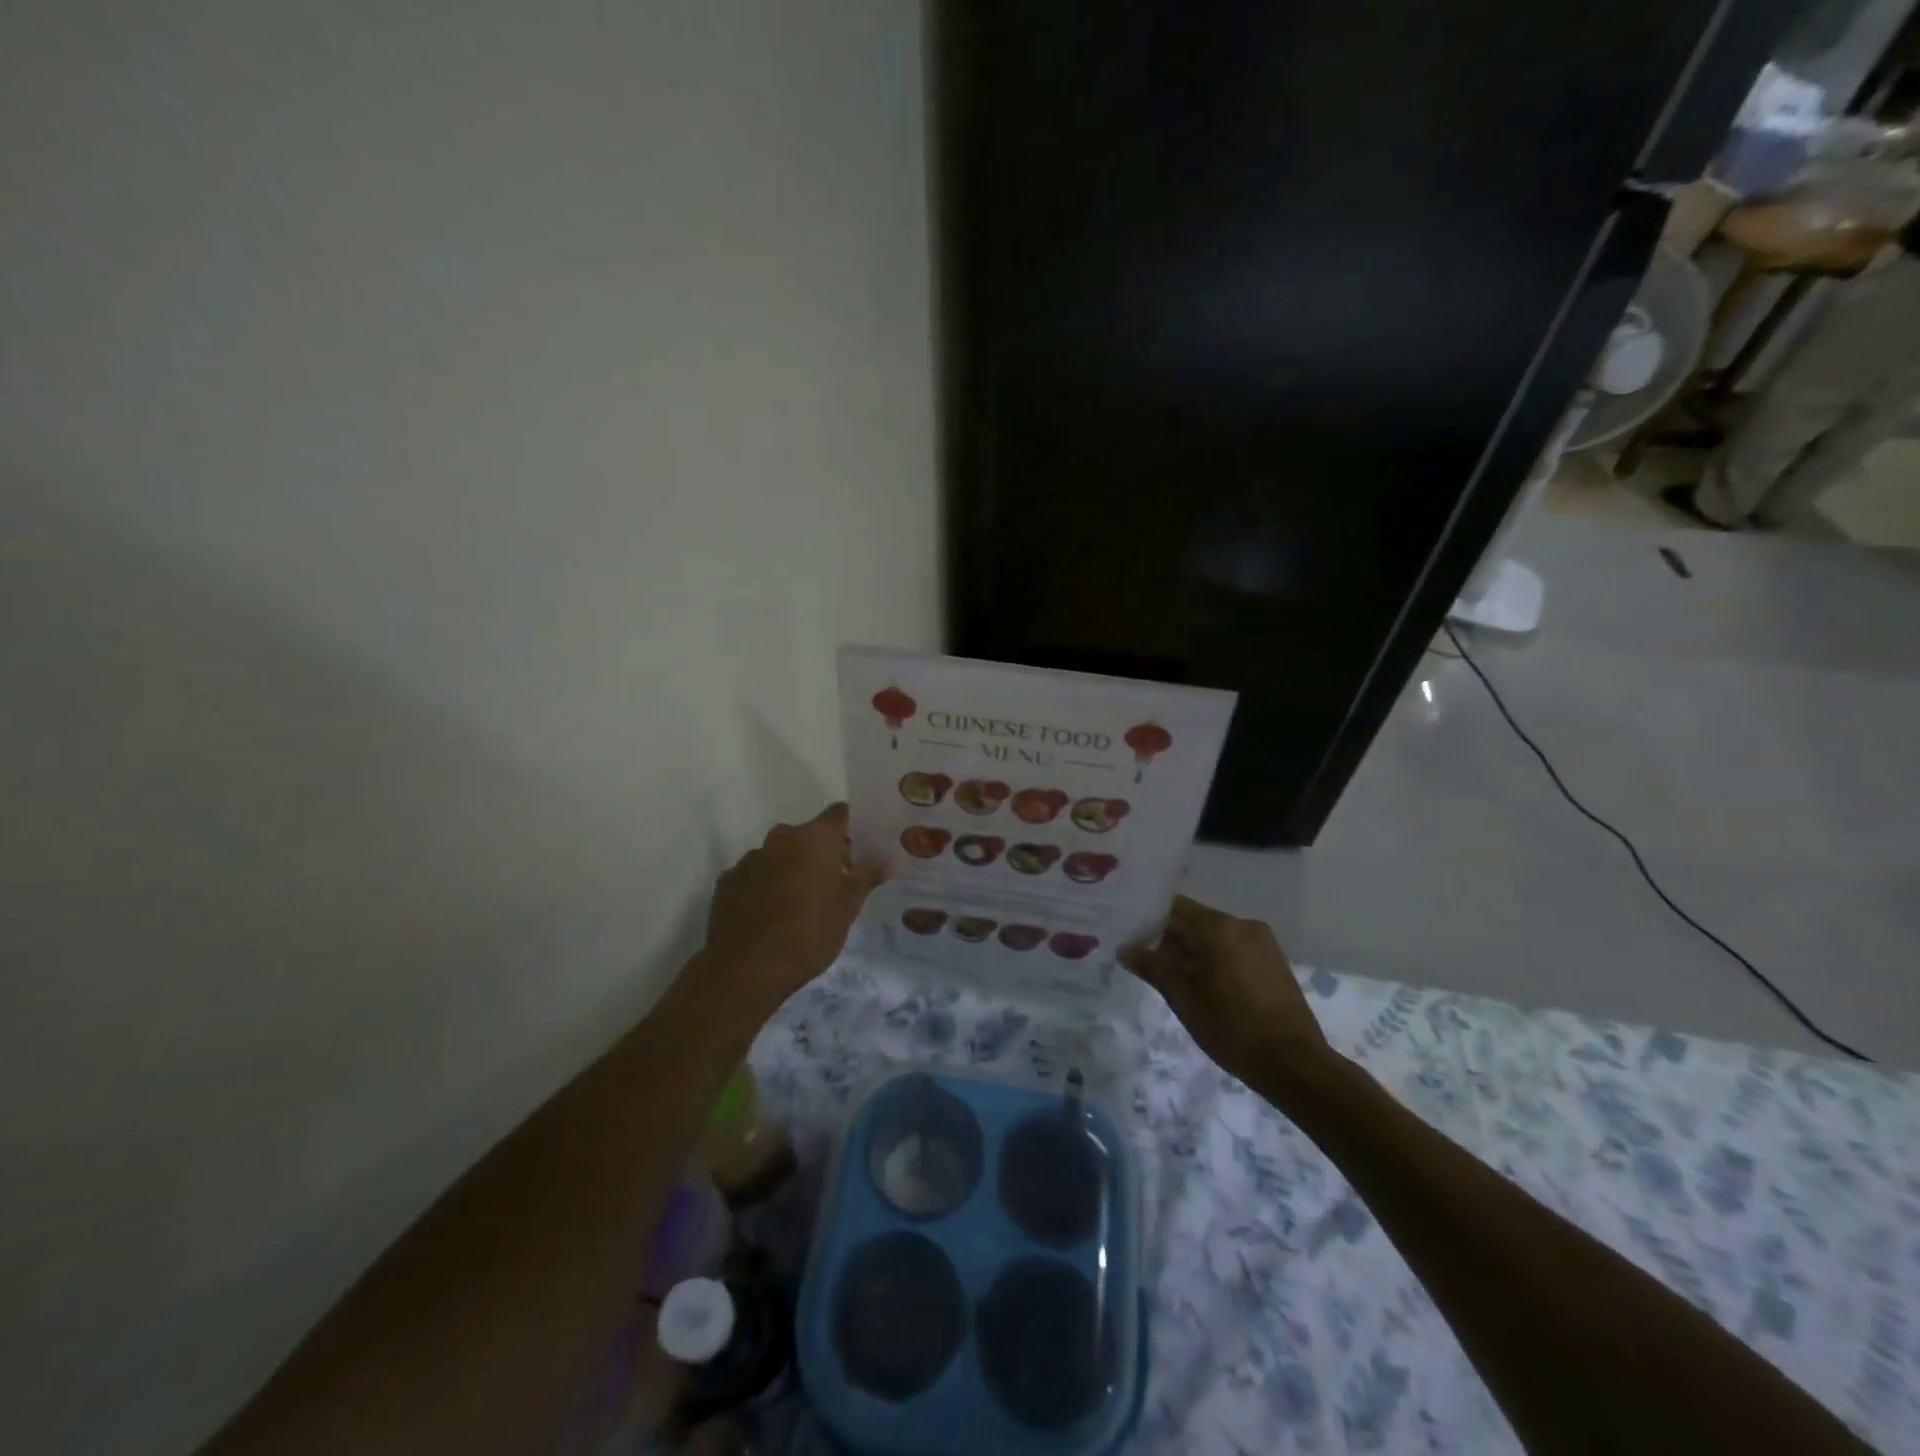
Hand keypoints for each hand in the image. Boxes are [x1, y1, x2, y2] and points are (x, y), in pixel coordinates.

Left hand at [702, 803, 886, 1010]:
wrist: (747, 968)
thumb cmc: (809, 932)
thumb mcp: (848, 908)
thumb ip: (867, 877)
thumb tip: (888, 861)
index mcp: (815, 838)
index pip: (839, 813)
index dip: (851, 828)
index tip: (860, 850)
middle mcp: (781, 837)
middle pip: (809, 835)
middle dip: (821, 853)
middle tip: (834, 885)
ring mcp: (751, 858)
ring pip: (780, 854)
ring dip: (792, 869)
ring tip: (799, 905)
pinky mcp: (728, 880)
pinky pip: (756, 874)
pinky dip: (766, 885)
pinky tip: (770, 915)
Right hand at [1120, 895, 1333, 1086]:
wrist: (1293, 1064)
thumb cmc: (1230, 1026)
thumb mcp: (1182, 997)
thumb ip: (1152, 966)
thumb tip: (1125, 949)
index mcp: (1218, 926)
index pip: (1174, 907)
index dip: (1150, 921)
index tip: (1133, 938)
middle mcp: (1242, 924)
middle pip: (1196, 921)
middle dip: (1172, 940)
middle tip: (1151, 965)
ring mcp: (1264, 943)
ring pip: (1217, 937)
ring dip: (1196, 952)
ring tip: (1179, 981)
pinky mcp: (1275, 962)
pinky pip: (1236, 950)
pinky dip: (1218, 961)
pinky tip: (1209, 989)